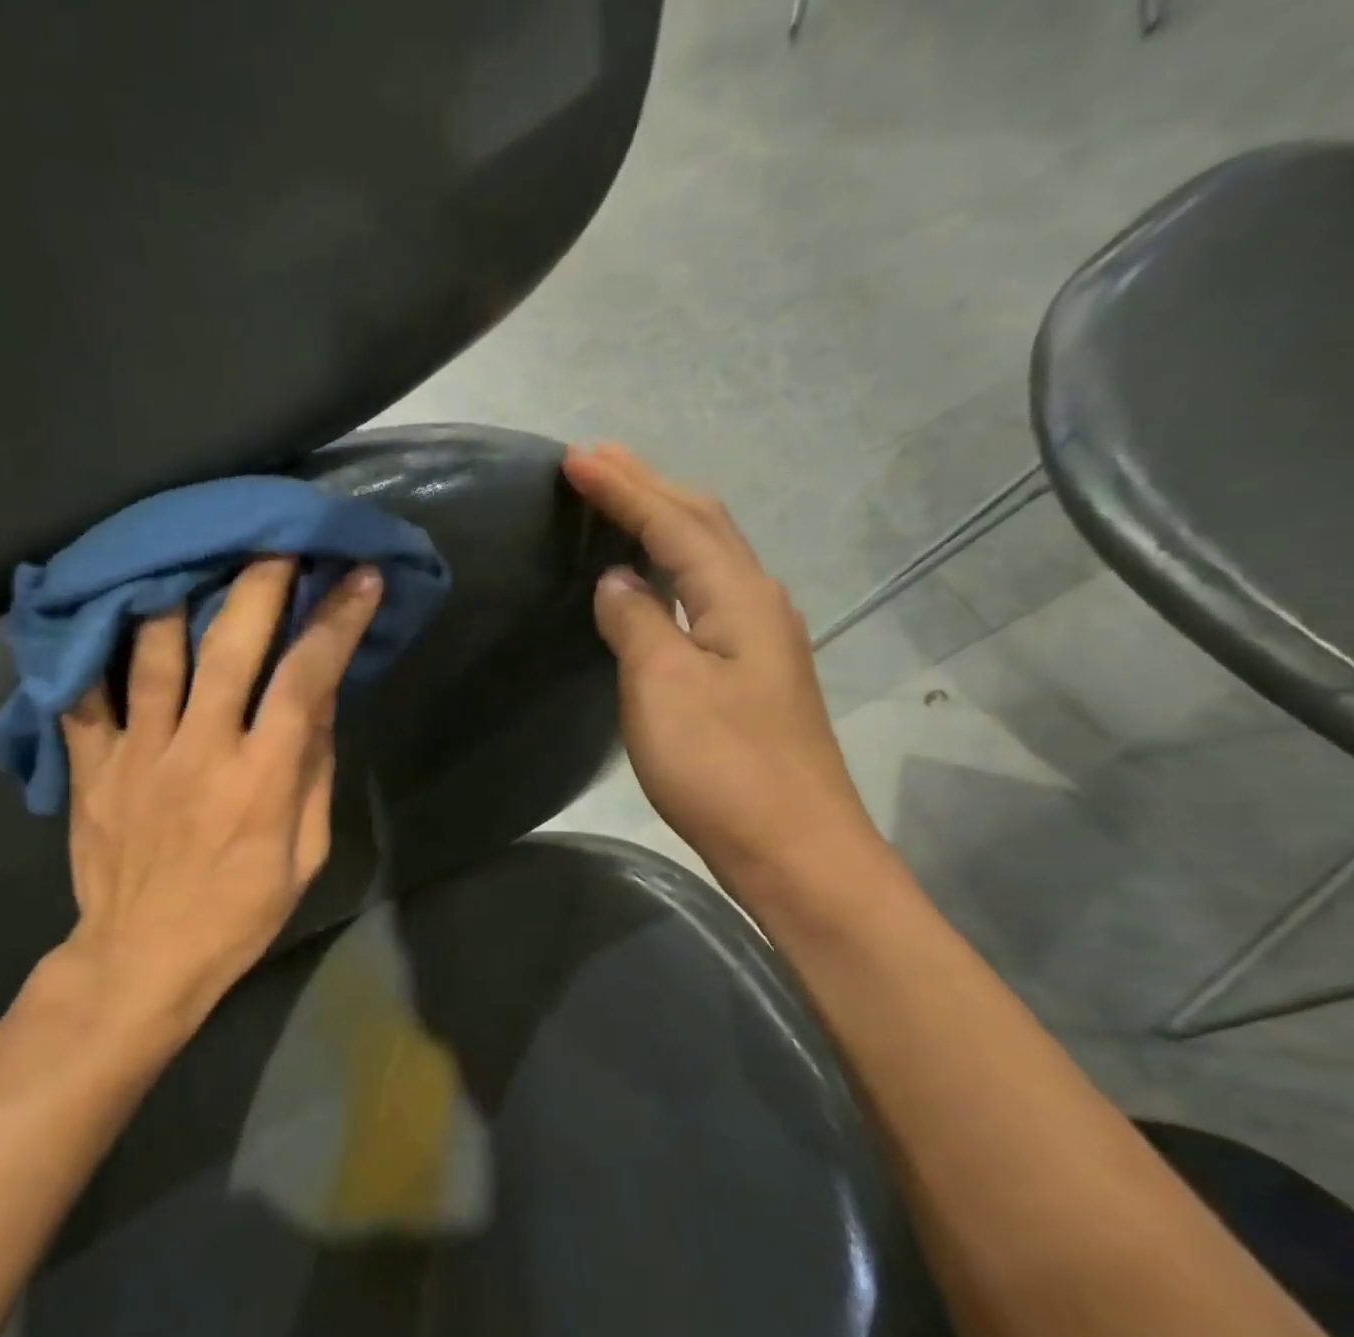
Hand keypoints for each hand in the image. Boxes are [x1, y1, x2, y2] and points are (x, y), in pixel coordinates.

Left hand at [33, 558, 382, 1041]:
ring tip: (191, 556)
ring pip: (151, 652)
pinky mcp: (92, 766)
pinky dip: (93, 649)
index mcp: (262, 777)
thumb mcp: (304, 854)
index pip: (306, 679)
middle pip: (228, 646)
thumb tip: (320, 702)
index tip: (359, 579)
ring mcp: (138, 753)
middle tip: (276, 540)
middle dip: (259, 583)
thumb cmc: (239, 912)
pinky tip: (104, 612)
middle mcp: (200, 749)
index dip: (336, 622)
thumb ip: (313, 773)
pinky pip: (84, 695)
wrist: (142, 958)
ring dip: (177, 595)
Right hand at [564, 443, 884, 900]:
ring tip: (620, 500)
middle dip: (648, 486)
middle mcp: (757, 603)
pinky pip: (705, 594)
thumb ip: (638, 622)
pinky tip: (652, 579)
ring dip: (663, 520)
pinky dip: (672, 566)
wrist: (792, 848)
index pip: (674, 521)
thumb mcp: (664, 687)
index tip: (575, 457)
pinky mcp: (750, 672)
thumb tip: (618, 581)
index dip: (623, 487)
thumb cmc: (723, 766)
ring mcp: (760, 639)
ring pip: (708, 557)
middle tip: (596, 462)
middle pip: (702, 524)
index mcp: (739, 596)